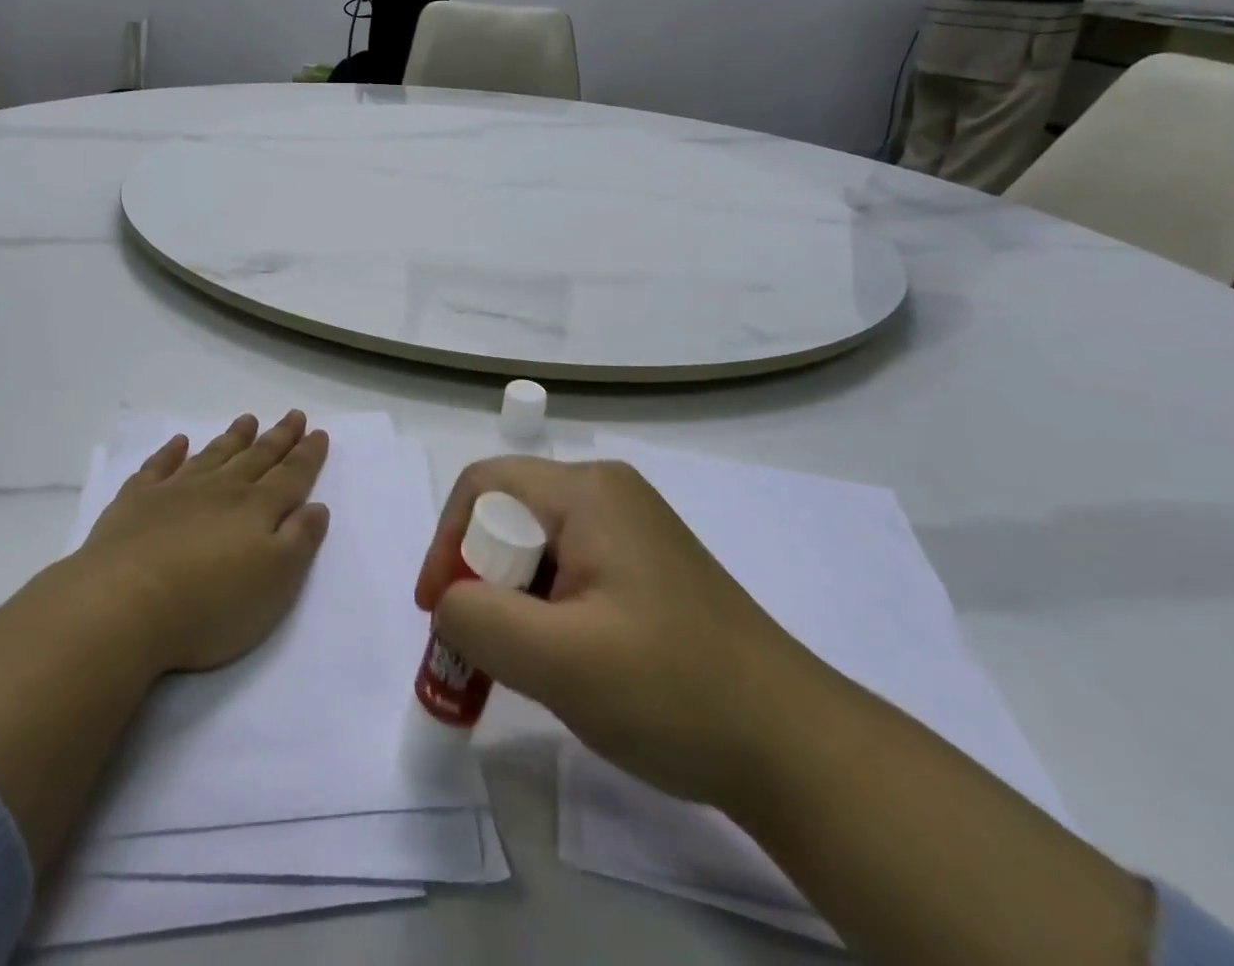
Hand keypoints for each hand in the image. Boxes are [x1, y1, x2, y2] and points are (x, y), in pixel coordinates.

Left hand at [81, 411, 330, 675]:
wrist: (123, 605)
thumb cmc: (210, 604)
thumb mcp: (275, 582)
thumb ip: (299, 540)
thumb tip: (316, 505)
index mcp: (257, 509)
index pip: (291, 476)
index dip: (307, 455)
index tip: (319, 432)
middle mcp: (220, 490)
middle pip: (256, 458)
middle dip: (278, 438)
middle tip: (293, 415)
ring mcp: (176, 491)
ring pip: (213, 456)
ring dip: (233, 438)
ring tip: (248, 419)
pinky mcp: (136, 502)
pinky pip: (159, 467)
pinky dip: (170, 452)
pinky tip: (178, 442)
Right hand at [414, 456, 816, 806]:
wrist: (795, 747)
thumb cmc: (672, 690)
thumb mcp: (559, 661)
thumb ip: (478, 620)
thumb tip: (448, 603)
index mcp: (586, 491)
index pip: (484, 486)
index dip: (447, 542)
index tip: (438, 612)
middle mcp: (606, 492)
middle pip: (509, 514)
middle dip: (479, 576)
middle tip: (478, 646)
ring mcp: (630, 527)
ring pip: (537, 545)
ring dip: (511, 598)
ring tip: (521, 662)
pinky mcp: (644, 565)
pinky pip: (569, 568)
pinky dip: (545, 608)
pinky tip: (563, 659)